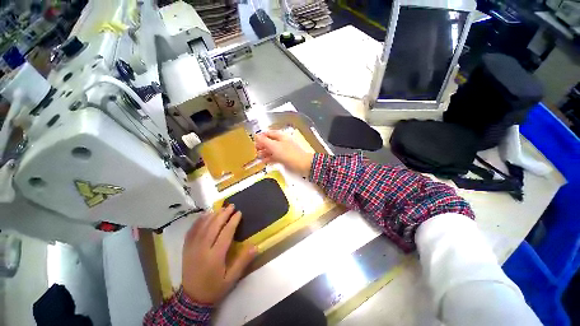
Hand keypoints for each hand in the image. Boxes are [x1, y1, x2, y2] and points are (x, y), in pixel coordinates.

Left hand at [181, 205, 256, 304]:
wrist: (191, 299)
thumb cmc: (214, 288)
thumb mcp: (231, 279)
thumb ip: (243, 261)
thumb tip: (255, 246)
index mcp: (215, 256)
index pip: (226, 233)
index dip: (233, 221)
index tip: (239, 212)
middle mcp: (202, 249)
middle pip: (213, 226)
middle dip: (223, 214)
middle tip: (231, 206)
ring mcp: (192, 248)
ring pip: (202, 227)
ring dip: (212, 215)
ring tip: (221, 208)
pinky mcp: (186, 249)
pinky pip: (191, 231)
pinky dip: (198, 221)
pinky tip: (204, 215)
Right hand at [255, 130, 314, 176]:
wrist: (302, 164)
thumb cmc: (288, 154)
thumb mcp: (274, 147)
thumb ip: (264, 141)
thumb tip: (256, 136)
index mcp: (280, 136)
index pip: (268, 133)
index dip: (260, 137)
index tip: (254, 142)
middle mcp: (282, 142)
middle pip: (269, 142)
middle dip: (261, 146)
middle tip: (255, 151)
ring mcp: (284, 150)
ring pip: (272, 150)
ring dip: (264, 153)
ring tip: (258, 157)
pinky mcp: (285, 158)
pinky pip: (275, 157)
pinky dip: (269, 158)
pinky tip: (264, 162)